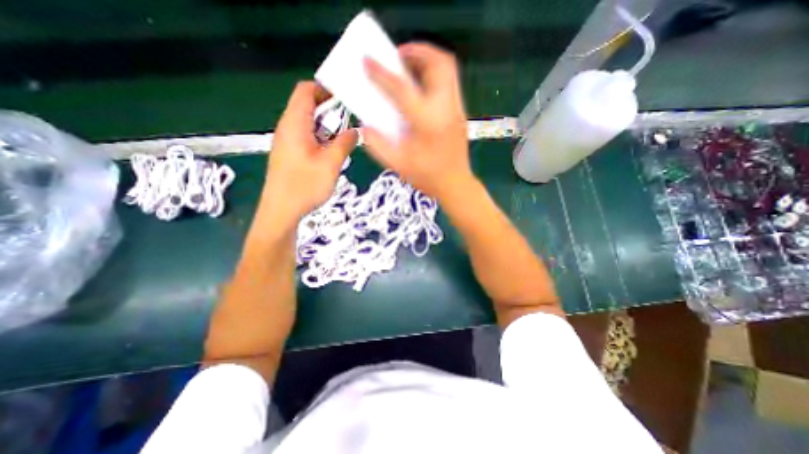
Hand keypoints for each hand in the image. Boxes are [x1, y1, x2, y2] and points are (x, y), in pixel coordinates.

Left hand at [263, 79, 356, 225]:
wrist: (281, 211)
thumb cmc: (305, 186)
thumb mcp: (331, 164)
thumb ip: (345, 143)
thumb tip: (355, 131)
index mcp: (295, 123)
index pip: (306, 90)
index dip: (325, 90)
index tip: (346, 101)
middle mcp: (288, 127)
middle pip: (308, 106)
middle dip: (331, 112)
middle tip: (349, 127)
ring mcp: (287, 141)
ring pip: (309, 123)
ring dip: (328, 129)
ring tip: (342, 143)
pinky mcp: (290, 153)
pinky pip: (307, 137)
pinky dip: (321, 140)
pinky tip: (331, 156)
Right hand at [361, 42, 471, 200]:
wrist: (455, 185)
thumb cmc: (427, 177)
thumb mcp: (397, 165)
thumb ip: (377, 144)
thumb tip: (365, 126)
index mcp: (427, 123)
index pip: (403, 89)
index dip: (383, 73)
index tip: (368, 60)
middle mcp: (445, 109)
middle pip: (439, 63)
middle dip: (417, 51)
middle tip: (397, 57)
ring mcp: (457, 109)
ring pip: (448, 69)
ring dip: (427, 60)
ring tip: (408, 67)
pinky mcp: (460, 113)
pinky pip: (449, 82)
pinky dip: (433, 75)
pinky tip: (420, 88)